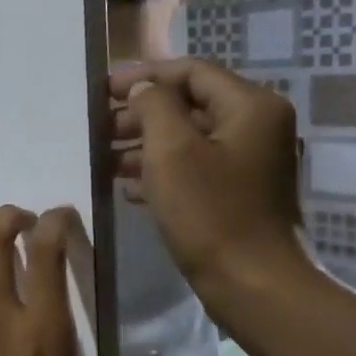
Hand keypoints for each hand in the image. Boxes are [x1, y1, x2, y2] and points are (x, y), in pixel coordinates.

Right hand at [111, 58, 314, 319]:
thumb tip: (142, 88)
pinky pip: (195, 168)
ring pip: (189, 138)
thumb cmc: (211, 213)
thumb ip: (153, 106)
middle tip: (98, 130)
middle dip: (140, 114)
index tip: (101, 91)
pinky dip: (161, 171)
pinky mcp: (239, 193)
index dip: (144, 76)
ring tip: (104, 160)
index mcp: (250, 106)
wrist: (254, 285)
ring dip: (145, 145)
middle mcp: (257, 126)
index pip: (191, 71)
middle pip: (190, 104)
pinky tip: (128, 189)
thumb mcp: (171, 151)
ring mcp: (250, 162)